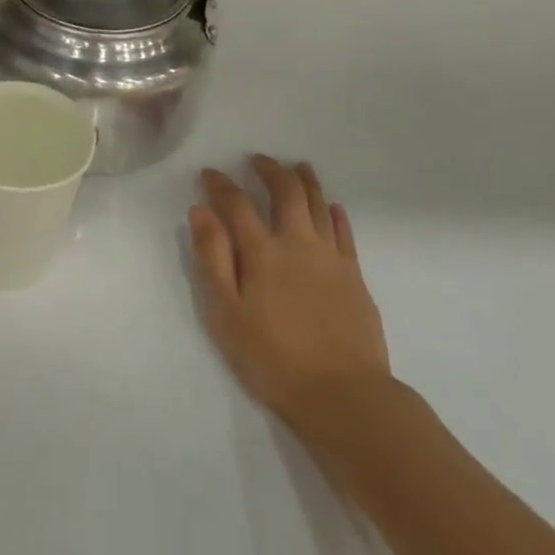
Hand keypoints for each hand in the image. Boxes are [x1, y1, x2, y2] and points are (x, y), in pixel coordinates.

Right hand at [189, 157, 390, 431]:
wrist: (343, 394)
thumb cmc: (272, 357)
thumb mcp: (225, 312)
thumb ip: (212, 258)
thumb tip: (200, 211)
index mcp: (262, 251)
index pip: (237, 203)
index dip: (220, 184)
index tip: (209, 173)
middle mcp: (298, 243)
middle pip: (286, 192)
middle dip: (270, 170)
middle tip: (258, 159)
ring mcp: (331, 258)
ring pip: (319, 205)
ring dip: (306, 181)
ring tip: (298, 166)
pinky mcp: (354, 276)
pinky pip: (345, 233)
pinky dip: (336, 214)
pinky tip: (332, 207)